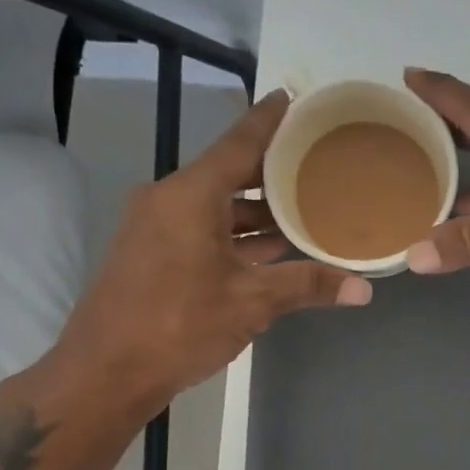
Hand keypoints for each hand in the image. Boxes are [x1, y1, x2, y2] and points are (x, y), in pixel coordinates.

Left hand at [28, 90, 371, 421]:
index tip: (293, 97)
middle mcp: (169, 200)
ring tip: (306, 208)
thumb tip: (364, 290)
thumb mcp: (250, 303)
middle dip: (272, 172)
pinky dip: (236, 235)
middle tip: (318, 163)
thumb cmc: (178, 325)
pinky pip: (202, 230)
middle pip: (229, 174)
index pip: (239, 143)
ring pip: (216, 207)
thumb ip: (306, 286)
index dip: (269, 120)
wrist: (105, 372)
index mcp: (190, 195)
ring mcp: (156, 228)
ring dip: (257, 211)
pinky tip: (270, 249)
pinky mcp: (153, 255)